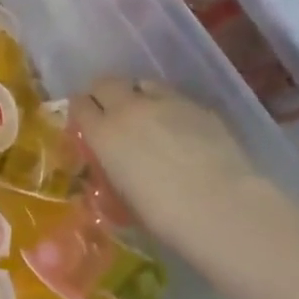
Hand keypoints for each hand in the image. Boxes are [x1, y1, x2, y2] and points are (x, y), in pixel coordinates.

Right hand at [73, 79, 273, 264]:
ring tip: (145, 116)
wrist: (219, 206)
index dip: (80, 111)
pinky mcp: (198, 106)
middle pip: (106, 83)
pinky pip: (173, 97)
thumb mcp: (122, 196)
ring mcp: (167, 103)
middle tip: (108, 112)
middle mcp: (130, 109)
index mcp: (104, 134)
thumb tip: (116, 164)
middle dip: (103, 94)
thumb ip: (113, 169)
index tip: (84, 122)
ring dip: (137, 95)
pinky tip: (178, 129)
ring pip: (142, 83)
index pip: (80, 105)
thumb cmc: (162, 215)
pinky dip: (168, 107)